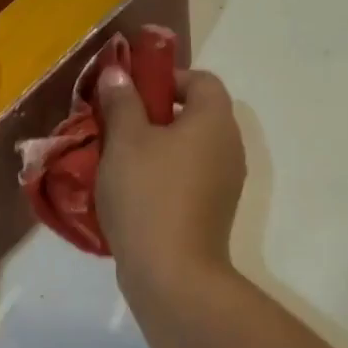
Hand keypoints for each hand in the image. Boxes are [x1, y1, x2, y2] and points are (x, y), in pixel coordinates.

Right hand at [95, 63, 246, 297]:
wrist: (172, 274)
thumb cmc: (148, 194)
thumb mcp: (125, 140)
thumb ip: (122, 101)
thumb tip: (118, 73)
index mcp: (214, 121)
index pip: (201, 80)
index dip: (167, 78)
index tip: (132, 93)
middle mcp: (229, 147)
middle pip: (196, 114)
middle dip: (155, 114)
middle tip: (118, 125)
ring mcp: (225, 182)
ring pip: (190, 148)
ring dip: (157, 146)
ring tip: (119, 159)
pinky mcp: (213, 210)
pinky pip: (189, 177)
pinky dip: (165, 174)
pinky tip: (132, 191)